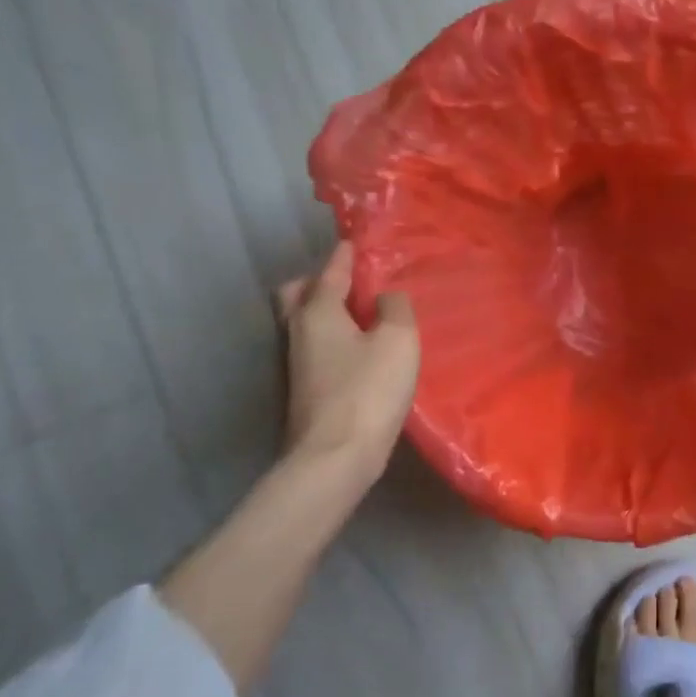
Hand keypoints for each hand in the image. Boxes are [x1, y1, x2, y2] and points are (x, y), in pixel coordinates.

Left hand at [275, 242, 419, 483]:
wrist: (336, 455)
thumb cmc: (368, 389)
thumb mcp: (397, 340)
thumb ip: (395, 308)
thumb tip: (386, 297)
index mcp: (317, 312)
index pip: (330, 272)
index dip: (345, 255)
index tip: (354, 241)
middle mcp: (299, 332)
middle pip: (297, 295)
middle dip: (319, 281)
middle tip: (349, 280)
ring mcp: (298, 363)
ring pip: (304, 321)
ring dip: (326, 309)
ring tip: (360, 311)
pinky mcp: (307, 388)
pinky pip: (317, 345)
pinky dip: (333, 335)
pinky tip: (358, 346)